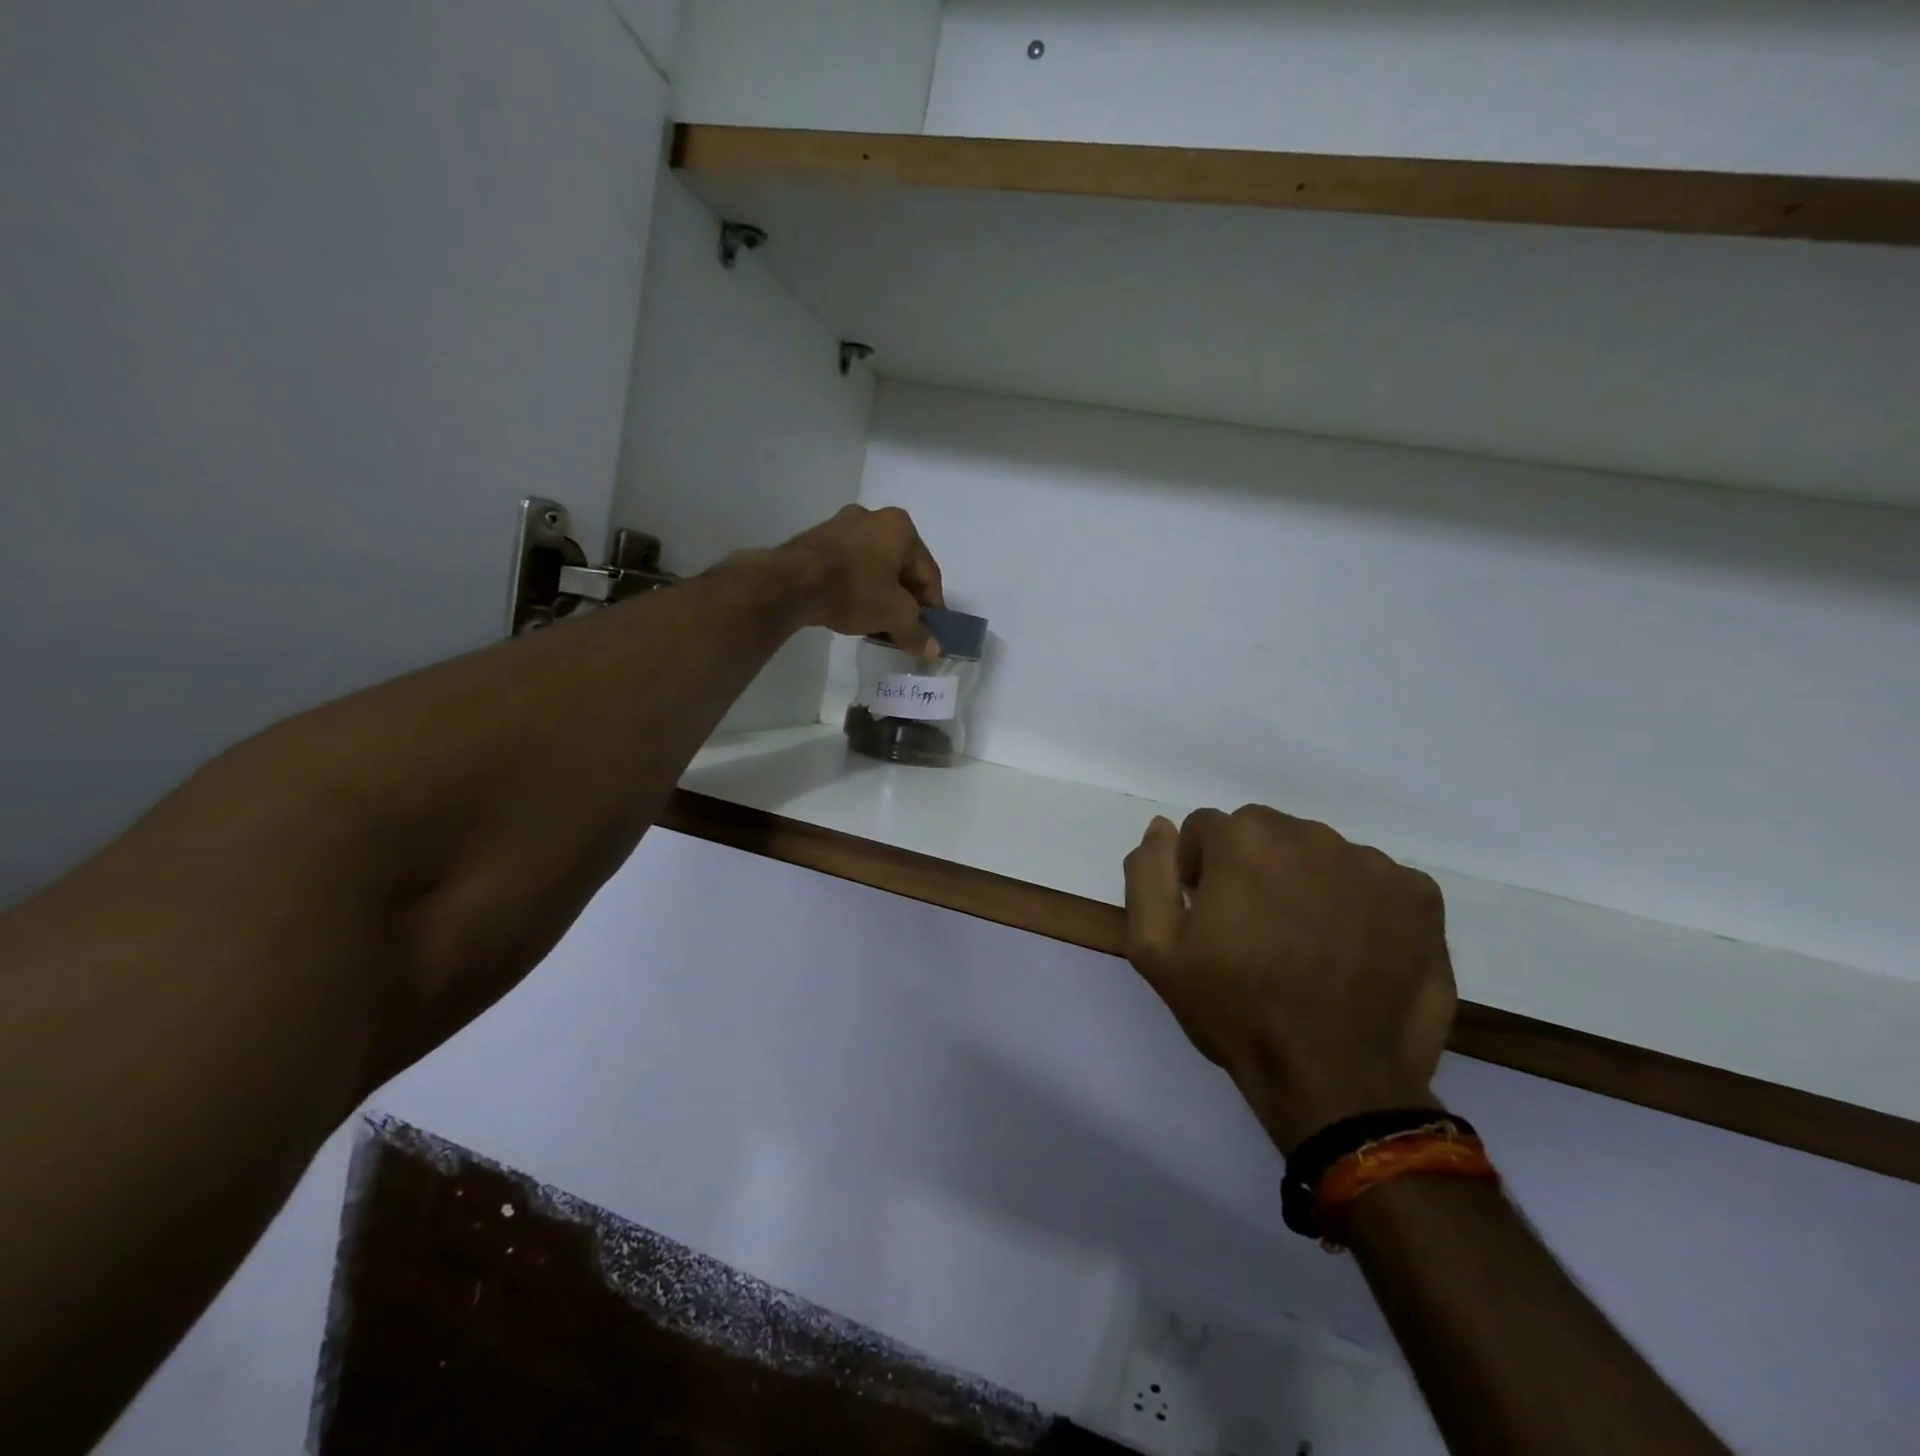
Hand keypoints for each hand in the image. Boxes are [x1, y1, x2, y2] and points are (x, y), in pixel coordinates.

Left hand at [775, 505, 945, 656]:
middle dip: (905, 602)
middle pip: (901, 569)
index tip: (928, 633)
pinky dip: (858, 589)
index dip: (932, 608)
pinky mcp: (817, 540)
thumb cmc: (855, 589)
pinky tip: (853, 611)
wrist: (791, 583)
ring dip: (881, 597)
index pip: (928, 574)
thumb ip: (917, 633)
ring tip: (877, 626)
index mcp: (901, 527)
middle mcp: (874, 517)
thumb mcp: (894, 615)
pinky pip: (850, 567)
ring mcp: (842, 526)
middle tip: (903, 631)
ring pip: (874, 568)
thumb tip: (933, 651)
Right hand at [1123, 807, 1455, 1153]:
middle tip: (1256, 932)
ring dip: (1305, 883)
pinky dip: (1359, 904)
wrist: (1334, 1080)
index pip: (1206, 830)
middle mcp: (1309, 834)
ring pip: (1319, 854)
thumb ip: (1147, 873)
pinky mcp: (1419, 895)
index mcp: (1244, 839)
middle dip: (1251, 869)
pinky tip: (1353, 950)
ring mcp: (1371, 863)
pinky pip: (1373, 881)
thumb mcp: (1154, 949)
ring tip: (1308, 945)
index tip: (1209, 918)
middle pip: (1264, 834)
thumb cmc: (1235, 1010)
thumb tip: (1162, 827)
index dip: (1198, 873)